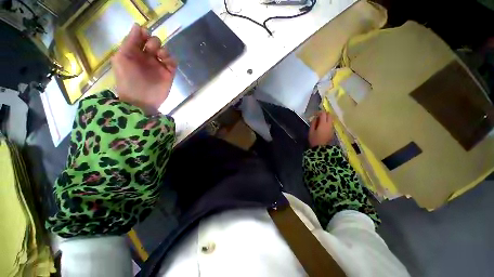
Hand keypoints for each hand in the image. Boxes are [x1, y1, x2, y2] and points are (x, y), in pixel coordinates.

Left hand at [112, 24, 177, 114]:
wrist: (141, 101)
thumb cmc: (128, 80)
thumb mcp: (122, 58)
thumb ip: (129, 42)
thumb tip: (138, 25)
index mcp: (134, 52)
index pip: (141, 37)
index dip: (143, 33)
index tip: (144, 36)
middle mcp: (147, 57)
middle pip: (154, 41)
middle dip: (154, 42)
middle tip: (151, 50)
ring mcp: (159, 65)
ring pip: (165, 50)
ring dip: (163, 49)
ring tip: (160, 56)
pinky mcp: (169, 73)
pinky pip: (173, 61)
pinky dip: (171, 59)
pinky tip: (166, 62)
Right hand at [308, 111, 334, 146]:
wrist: (321, 148)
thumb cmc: (314, 139)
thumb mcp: (311, 131)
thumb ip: (313, 123)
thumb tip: (315, 118)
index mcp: (323, 124)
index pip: (323, 114)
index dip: (319, 112)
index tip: (315, 114)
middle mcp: (329, 124)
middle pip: (329, 115)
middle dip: (324, 114)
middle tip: (318, 116)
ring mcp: (332, 128)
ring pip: (331, 119)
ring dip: (326, 118)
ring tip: (320, 121)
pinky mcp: (332, 131)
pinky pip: (331, 123)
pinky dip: (327, 122)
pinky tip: (322, 125)